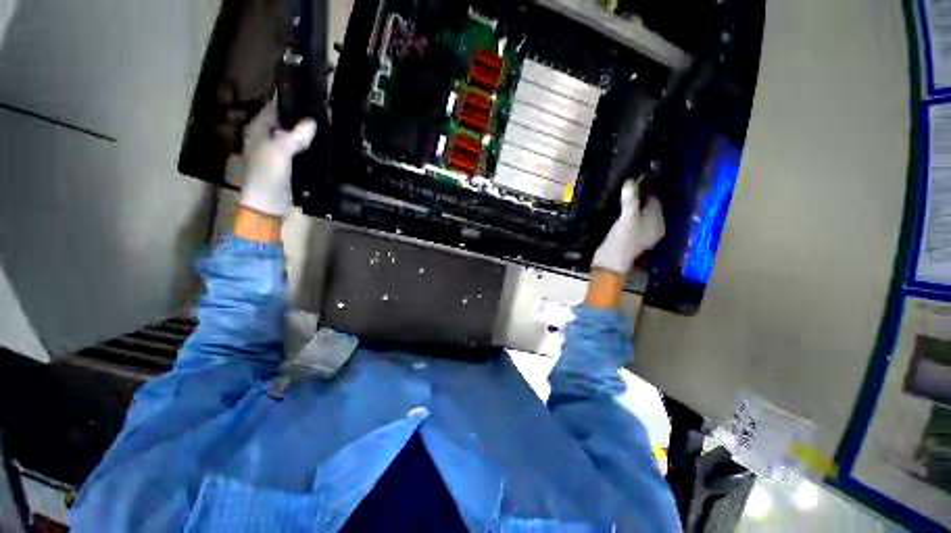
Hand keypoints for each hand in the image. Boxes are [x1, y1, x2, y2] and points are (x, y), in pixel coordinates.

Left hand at [239, 102, 316, 216]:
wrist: (267, 202)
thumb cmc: (268, 174)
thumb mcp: (280, 152)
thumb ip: (295, 136)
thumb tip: (312, 122)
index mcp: (259, 128)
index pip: (275, 107)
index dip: (292, 102)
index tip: (312, 98)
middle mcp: (266, 136)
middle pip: (286, 121)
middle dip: (302, 118)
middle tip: (325, 113)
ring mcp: (276, 150)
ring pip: (293, 135)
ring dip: (306, 133)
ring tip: (327, 127)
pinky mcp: (286, 163)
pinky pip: (298, 149)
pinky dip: (308, 147)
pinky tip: (321, 146)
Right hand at [591, 180, 664, 275]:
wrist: (610, 261)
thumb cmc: (623, 238)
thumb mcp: (627, 217)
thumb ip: (630, 199)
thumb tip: (631, 180)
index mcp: (659, 222)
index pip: (655, 200)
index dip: (644, 191)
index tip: (632, 183)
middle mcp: (654, 227)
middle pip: (647, 208)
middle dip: (637, 199)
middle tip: (624, 190)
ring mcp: (642, 234)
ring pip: (638, 215)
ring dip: (630, 208)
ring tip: (619, 199)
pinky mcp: (630, 238)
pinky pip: (631, 222)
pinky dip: (626, 216)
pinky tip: (617, 213)